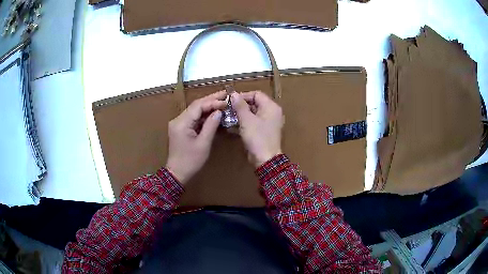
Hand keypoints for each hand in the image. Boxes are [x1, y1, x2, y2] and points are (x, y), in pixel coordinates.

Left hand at [165, 91, 226, 183]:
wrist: (177, 173)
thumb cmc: (191, 161)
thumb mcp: (203, 144)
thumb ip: (211, 125)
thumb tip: (219, 112)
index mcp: (181, 123)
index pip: (198, 106)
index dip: (212, 102)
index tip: (226, 101)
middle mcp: (178, 120)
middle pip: (196, 106)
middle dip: (211, 100)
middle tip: (225, 94)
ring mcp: (178, 123)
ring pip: (195, 111)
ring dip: (208, 107)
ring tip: (222, 102)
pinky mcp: (181, 128)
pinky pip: (194, 118)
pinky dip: (204, 115)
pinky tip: (214, 113)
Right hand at [231, 91, 283, 166]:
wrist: (265, 159)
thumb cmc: (257, 137)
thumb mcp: (246, 120)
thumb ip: (240, 106)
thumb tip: (233, 94)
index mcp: (271, 107)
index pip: (256, 94)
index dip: (243, 96)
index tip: (230, 101)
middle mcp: (272, 112)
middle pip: (255, 103)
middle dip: (240, 106)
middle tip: (227, 109)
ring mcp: (268, 122)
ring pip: (253, 113)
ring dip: (241, 114)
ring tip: (228, 117)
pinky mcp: (264, 131)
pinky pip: (253, 122)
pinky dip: (244, 122)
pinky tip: (232, 125)